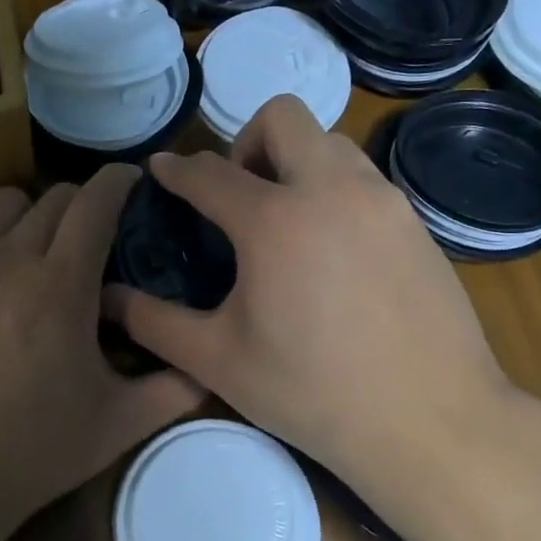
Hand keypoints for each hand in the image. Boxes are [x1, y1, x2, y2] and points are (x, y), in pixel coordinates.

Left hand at [0, 164, 205, 532]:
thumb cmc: (35, 450)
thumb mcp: (120, 424)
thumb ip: (175, 387)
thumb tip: (213, 364)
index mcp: (61, 285)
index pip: (95, 202)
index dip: (117, 181)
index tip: (131, 181)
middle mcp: (8, 260)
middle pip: (52, 197)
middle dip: (82, 204)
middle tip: (94, 236)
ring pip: (1, 205)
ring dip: (31, 215)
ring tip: (39, 251)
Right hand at [105, 97, 525, 495]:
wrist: (432, 422)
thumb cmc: (313, 393)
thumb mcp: (218, 361)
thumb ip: (154, 321)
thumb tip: (109, 298)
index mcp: (274, 220)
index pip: (209, 174)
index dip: (177, 170)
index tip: (162, 170)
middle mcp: (331, 190)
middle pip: (282, 118)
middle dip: (246, 142)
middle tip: (238, 196)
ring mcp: (381, 200)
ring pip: (329, 141)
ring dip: (295, 161)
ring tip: (285, 218)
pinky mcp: (414, 221)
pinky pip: (362, 178)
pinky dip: (333, 188)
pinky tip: (330, 248)